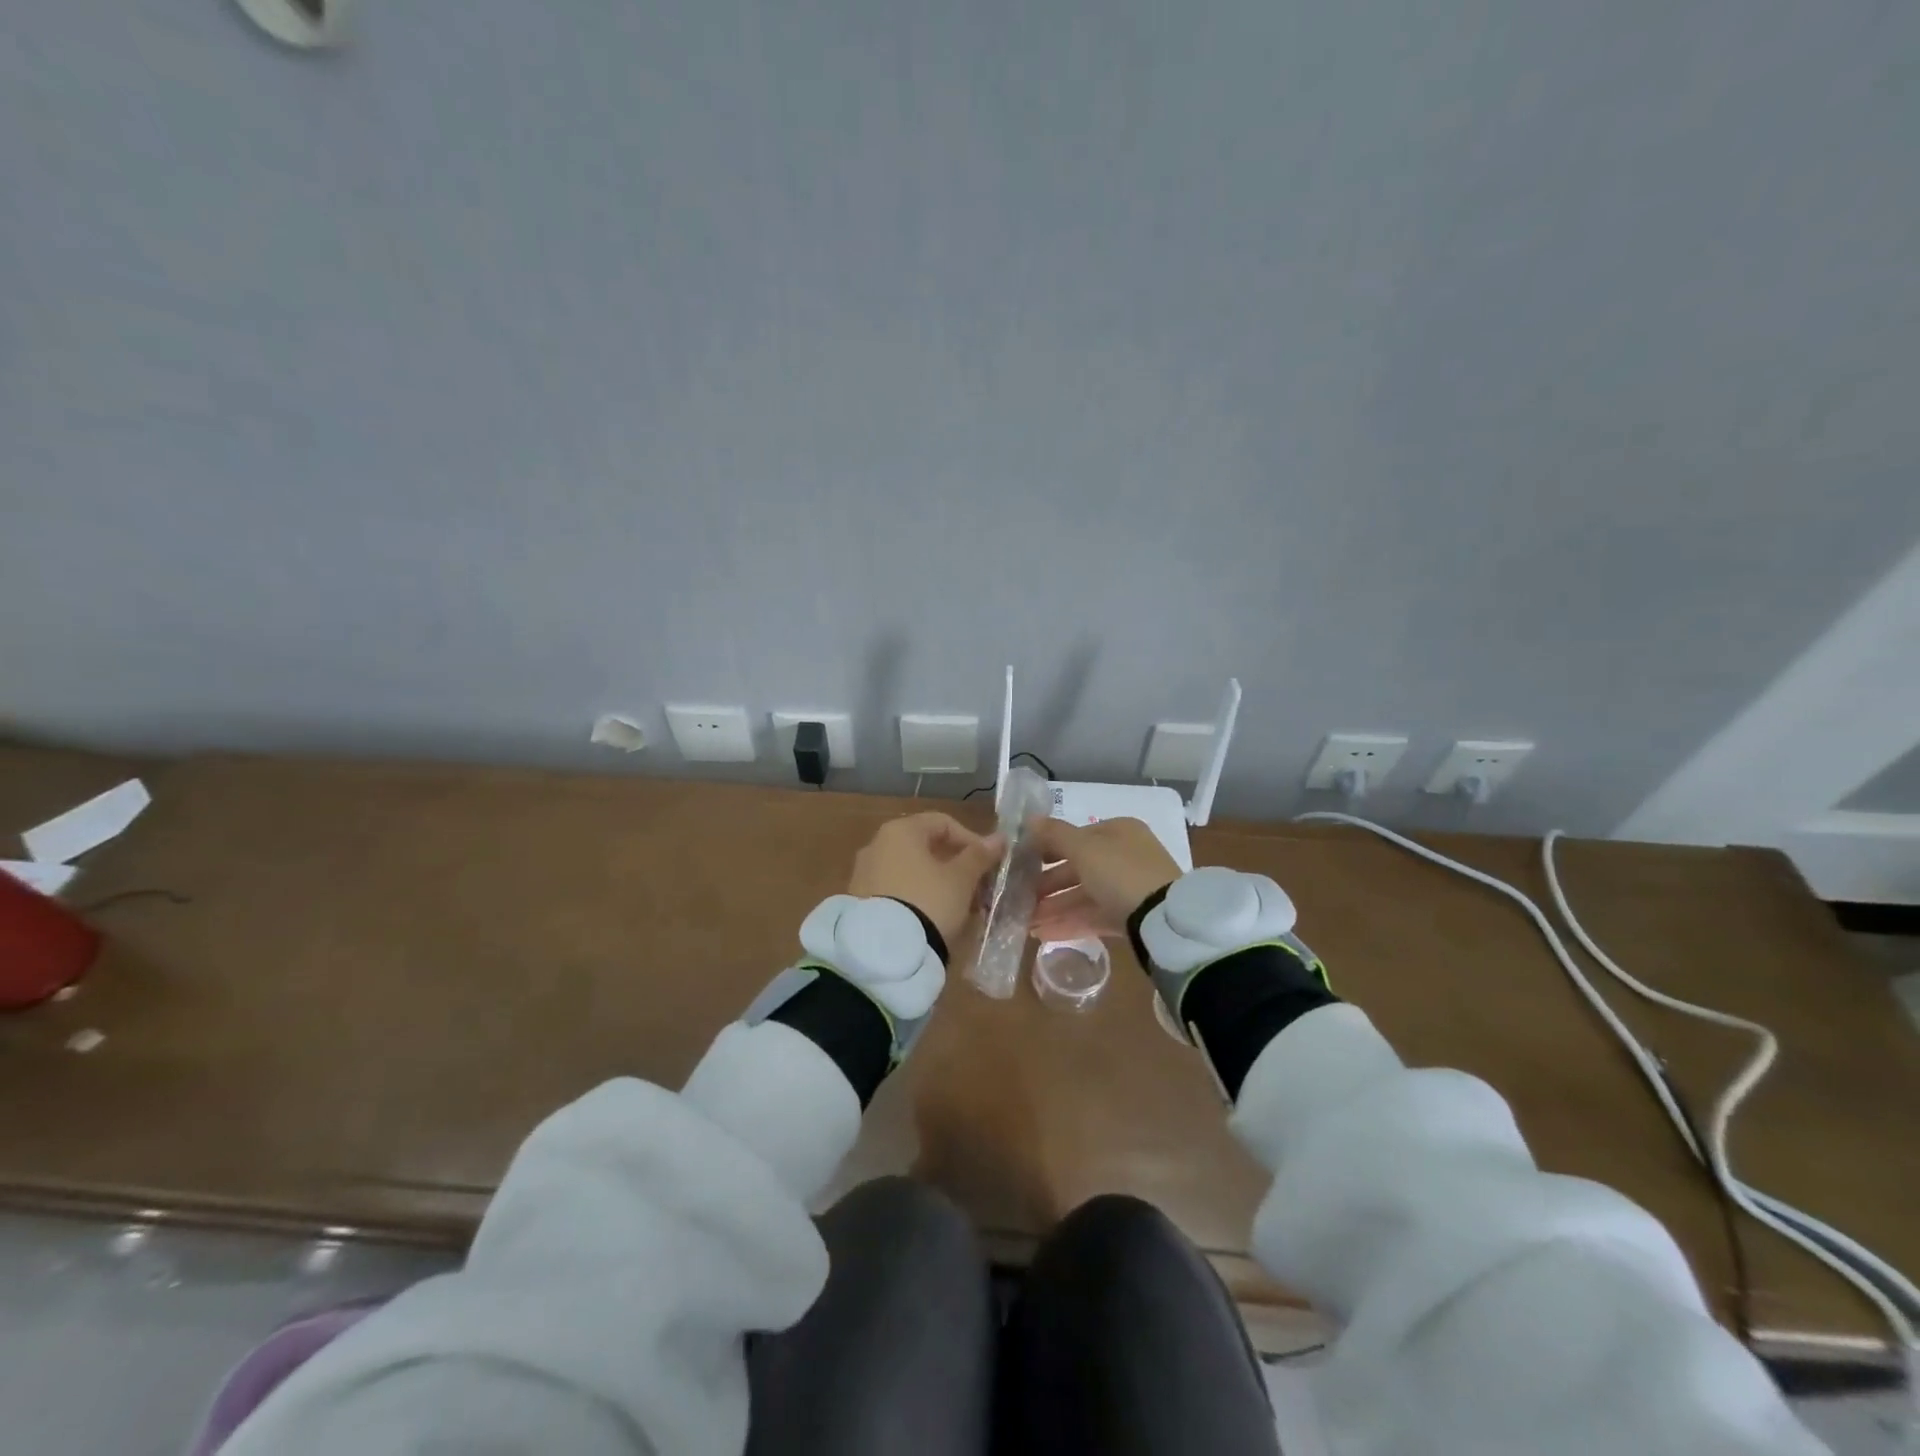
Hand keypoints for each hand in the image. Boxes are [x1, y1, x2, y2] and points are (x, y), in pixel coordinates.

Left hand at [848, 813, 1004, 949]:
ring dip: (939, 883)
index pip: (943, 823)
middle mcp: (876, 845)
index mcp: (900, 831)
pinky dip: (918, 897)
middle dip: (956, 865)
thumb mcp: (961, 879)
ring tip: (961, 907)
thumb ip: (979, 856)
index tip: (988, 863)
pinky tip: (935, 918)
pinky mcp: (860, 901)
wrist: (884, 951)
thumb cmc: (929, 901)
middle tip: (978, 886)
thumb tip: (999, 838)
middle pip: (925, 847)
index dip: (971, 840)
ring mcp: (864, 874)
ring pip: (911, 870)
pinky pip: (896, 890)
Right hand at [1028, 817, 1180, 940]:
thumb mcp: (1084, 849)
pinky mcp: (1130, 917)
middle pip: (1078, 868)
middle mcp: (1124, 856)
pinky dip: (1069, 923)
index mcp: (1118, 832)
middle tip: (1020, 898)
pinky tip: (1042, 934)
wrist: (1164, 920)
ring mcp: (1129, 888)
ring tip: (1026, 922)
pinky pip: (1093, 916)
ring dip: (1054, 907)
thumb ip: (1054, 834)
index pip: (1075, 837)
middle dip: (1047, 885)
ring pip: (1084, 895)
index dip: (1046, 849)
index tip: (1020, 864)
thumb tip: (1029, 819)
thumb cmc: (1121, 872)